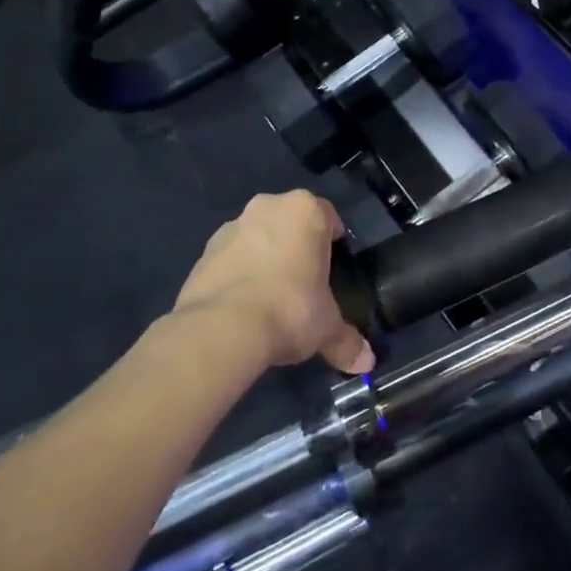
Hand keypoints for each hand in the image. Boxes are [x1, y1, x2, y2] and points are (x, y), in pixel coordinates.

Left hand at [175, 191, 373, 373]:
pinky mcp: (203, 252)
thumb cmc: (289, 309)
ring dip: (264, 257)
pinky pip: (230, 259)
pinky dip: (238, 274)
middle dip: (297, 246)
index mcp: (305, 210)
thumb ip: (346, 341)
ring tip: (270, 298)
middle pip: (290, 222)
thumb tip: (367, 362)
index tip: (333, 267)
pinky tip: (243, 307)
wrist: (221, 328)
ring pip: (257, 237)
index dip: (333, 242)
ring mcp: (231, 227)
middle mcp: (268, 207)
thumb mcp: (326, 328)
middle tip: (304, 281)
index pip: (328, 216)